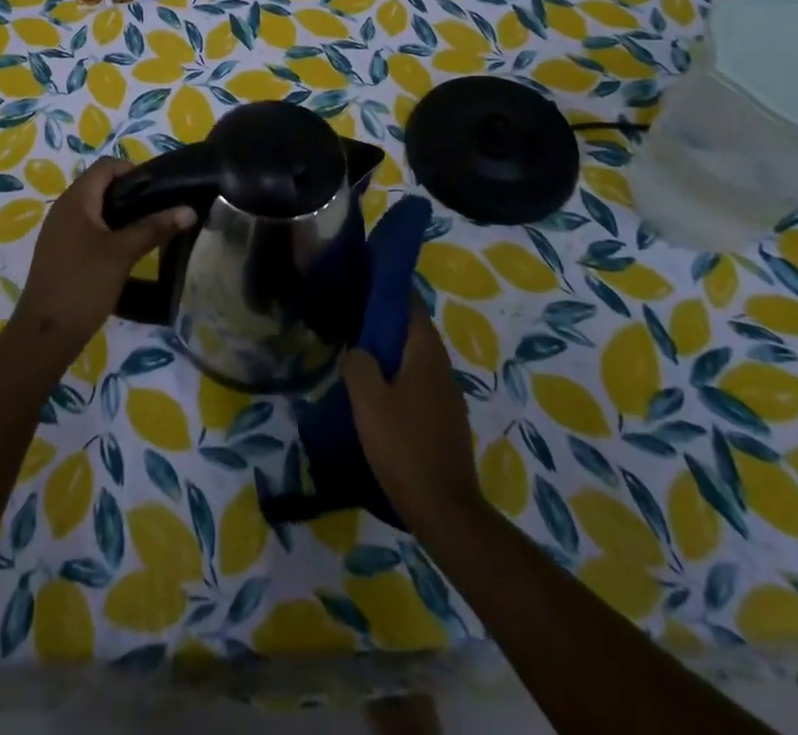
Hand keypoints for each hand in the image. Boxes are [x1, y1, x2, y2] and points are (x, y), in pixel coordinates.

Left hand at [12, 158, 194, 358]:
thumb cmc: (83, 284)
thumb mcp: (123, 253)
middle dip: (131, 193)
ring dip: (120, 214)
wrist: (44, 334)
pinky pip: (87, 228)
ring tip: (147, 230)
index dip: (133, 170)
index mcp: (76, 199)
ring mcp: (59, 231)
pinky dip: (108, 231)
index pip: (106, 166)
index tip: (158, 190)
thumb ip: (154, 228)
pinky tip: (125, 251)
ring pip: (94, 209)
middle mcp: (63, 208)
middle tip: (158, 211)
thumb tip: (189, 210)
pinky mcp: (59, 252)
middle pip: (100, 185)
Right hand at [342, 305, 482, 531]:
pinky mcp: (446, 420)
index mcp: (426, 353)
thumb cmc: (404, 446)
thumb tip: (357, 350)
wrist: (444, 509)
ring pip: (415, 360)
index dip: (387, 292)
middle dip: (384, 324)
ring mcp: (448, 395)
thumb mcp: (368, 401)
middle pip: (413, 331)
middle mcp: (442, 366)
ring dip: (390, 355)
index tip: (361, 287)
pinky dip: (399, 379)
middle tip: (350, 324)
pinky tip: (377, 397)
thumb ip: (358, 364)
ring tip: (358, 359)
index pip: (410, 305)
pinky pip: (419, 384)